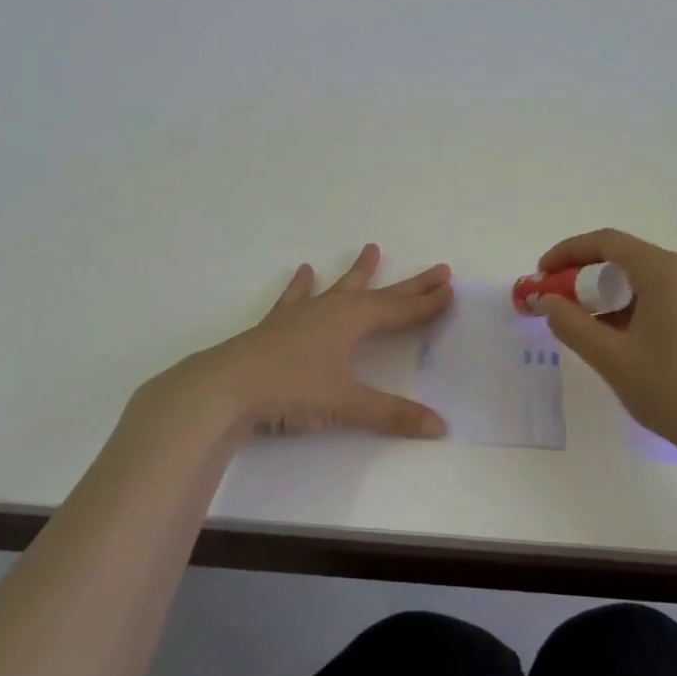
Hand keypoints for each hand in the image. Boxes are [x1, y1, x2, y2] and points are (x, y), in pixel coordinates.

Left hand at [168, 243, 453, 439]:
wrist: (226, 387)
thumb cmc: (292, 390)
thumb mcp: (347, 405)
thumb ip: (393, 415)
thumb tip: (440, 427)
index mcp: (354, 321)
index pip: (402, 310)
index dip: (427, 303)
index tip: (450, 289)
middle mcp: (332, 309)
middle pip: (381, 294)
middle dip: (411, 284)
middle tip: (438, 269)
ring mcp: (302, 314)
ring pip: (339, 287)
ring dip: (359, 272)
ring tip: (372, 249)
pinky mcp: (277, 325)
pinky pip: (295, 298)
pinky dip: (302, 286)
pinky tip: (303, 271)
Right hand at [531, 229, 676, 455]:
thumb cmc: (672, 390)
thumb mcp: (611, 357)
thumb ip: (571, 323)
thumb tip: (546, 301)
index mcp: (667, 271)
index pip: (606, 242)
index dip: (567, 253)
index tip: (540, 275)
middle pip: (626, 258)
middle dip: (585, 276)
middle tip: (556, 303)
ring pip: (645, 280)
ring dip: (609, 295)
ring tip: (582, 325)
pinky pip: (663, 298)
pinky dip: (633, 308)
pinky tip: (617, 338)